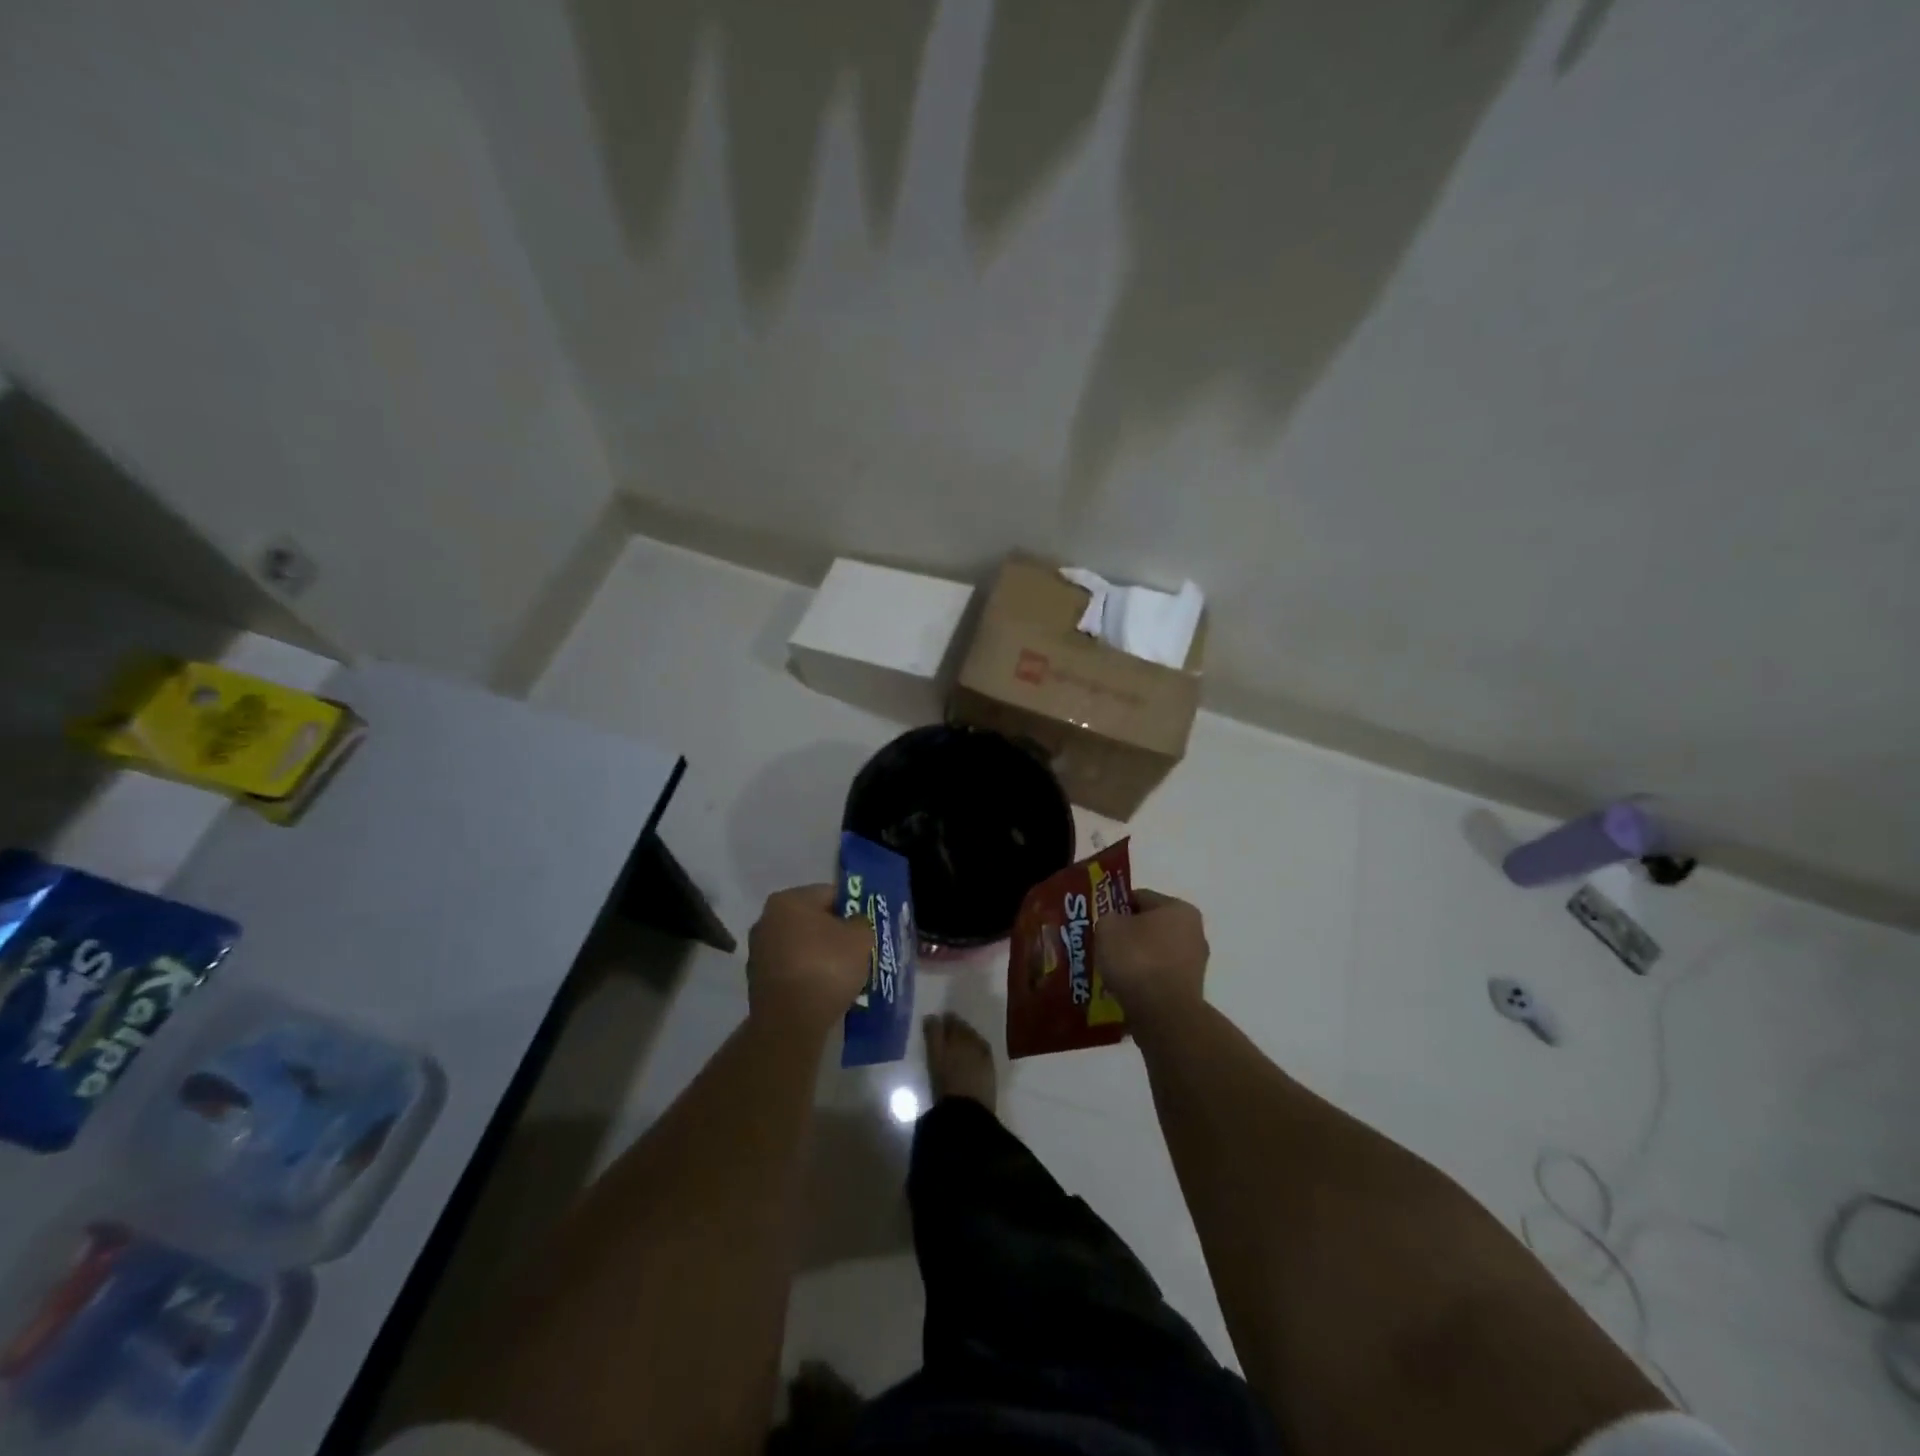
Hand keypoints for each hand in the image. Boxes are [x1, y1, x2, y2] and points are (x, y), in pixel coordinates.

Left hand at [746, 885, 875, 1035]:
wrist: (790, 1022)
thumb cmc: (827, 967)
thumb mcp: (860, 938)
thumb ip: (860, 922)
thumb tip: (853, 923)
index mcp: (788, 900)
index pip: (829, 894)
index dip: (853, 908)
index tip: (866, 928)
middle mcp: (766, 919)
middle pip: (812, 919)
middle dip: (835, 933)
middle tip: (858, 950)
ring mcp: (758, 951)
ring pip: (801, 945)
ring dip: (821, 955)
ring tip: (843, 974)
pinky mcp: (757, 980)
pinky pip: (792, 968)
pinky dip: (808, 974)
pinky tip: (824, 989)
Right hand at [1095, 889, 1208, 1030]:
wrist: (1163, 1015)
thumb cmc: (1136, 960)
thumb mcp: (1107, 927)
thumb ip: (1108, 918)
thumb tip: (1114, 925)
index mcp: (1178, 908)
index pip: (1139, 897)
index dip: (1115, 907)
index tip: (1099, 922)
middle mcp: (1194, 931)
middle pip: (1150, 926)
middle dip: (1127, 935)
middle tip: (1103, 947)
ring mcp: (1195, 963)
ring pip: (1155, 954)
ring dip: (1135, 960)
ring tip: (1111, 972)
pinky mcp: (1191, 991)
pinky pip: (1160, 978)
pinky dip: (1144, 981)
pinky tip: (1125, 990)